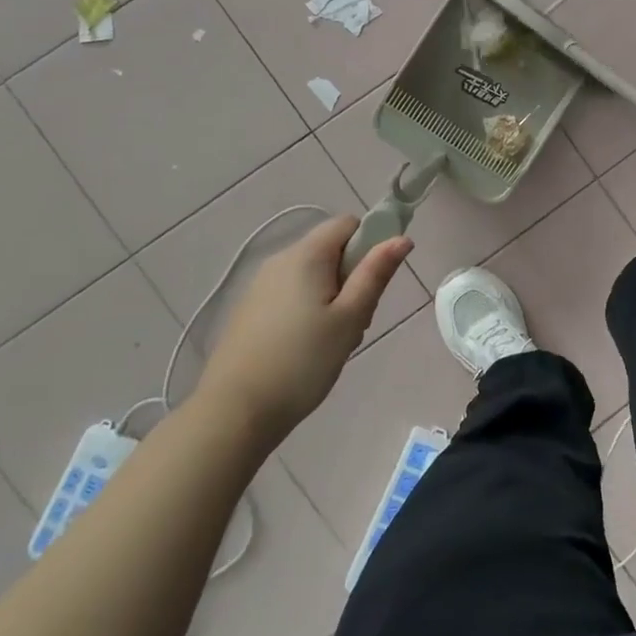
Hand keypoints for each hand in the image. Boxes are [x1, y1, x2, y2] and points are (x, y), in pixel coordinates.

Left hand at [194, 215, 411, 436]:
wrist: (234, 411)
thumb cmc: (302, 362)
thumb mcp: (350, 318)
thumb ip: (376, 274)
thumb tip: (401, 238)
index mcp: (306, 255)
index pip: (347, 223)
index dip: (370, 243)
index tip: (373, 283)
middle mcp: (280, 260)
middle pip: (330, 250)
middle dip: (352, 277)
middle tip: (356, 321)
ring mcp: (261, 285)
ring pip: (312, 275)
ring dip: (332, 297)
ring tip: (333, 341)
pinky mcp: (250, 309)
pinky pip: (291, 294)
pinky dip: (308, 310)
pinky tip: (307, 348)